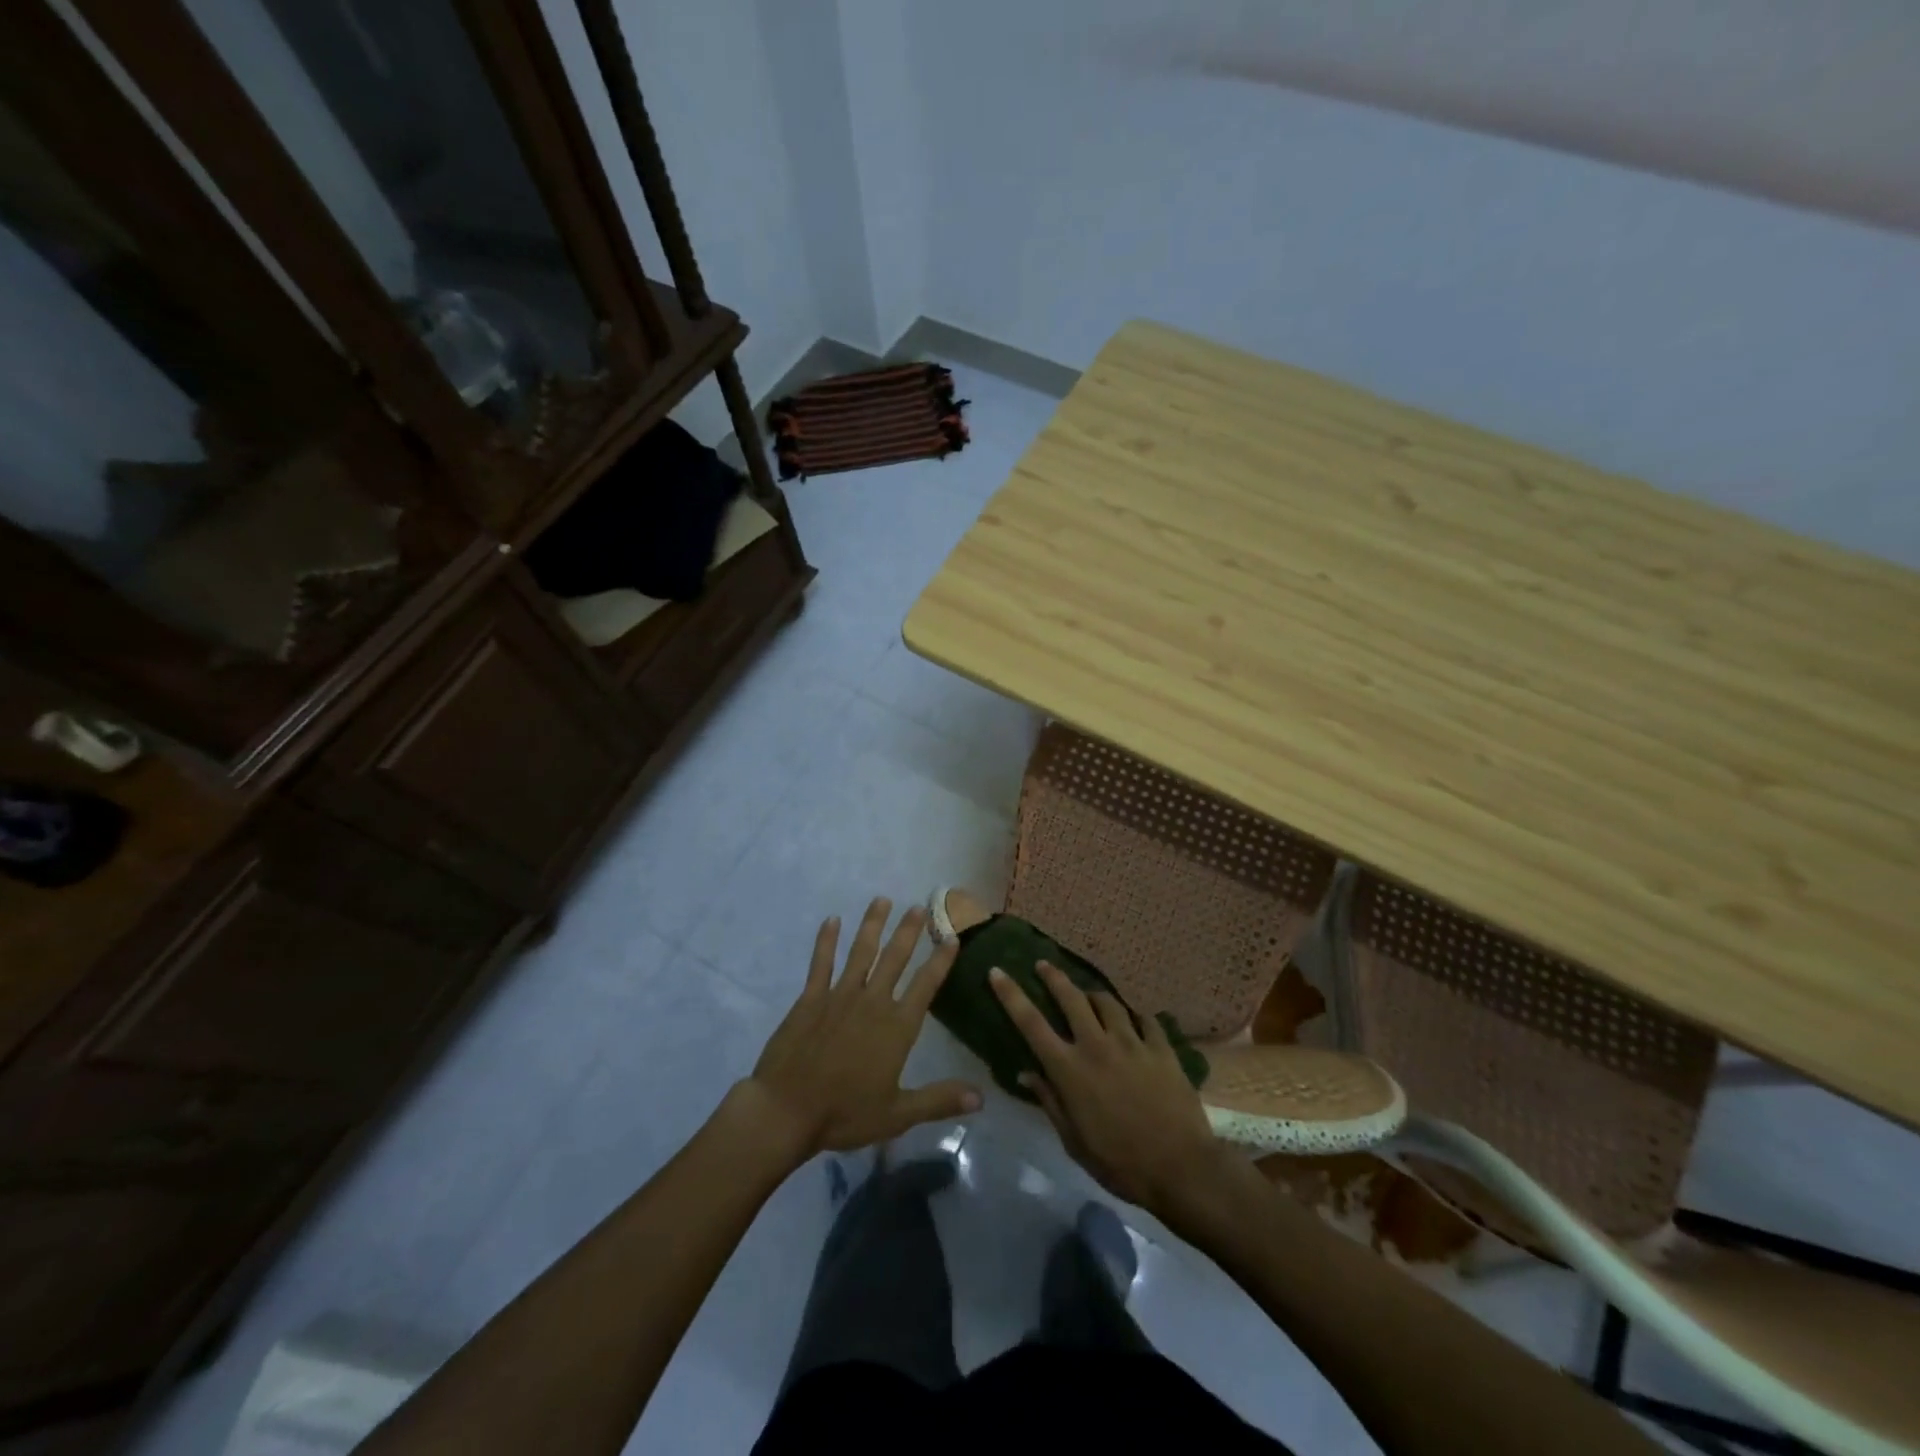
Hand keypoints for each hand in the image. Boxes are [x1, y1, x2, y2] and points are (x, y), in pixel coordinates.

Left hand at [748, 898, 981, 1154]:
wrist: (786, 1111)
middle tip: (919, 906)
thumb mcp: (898, 1114)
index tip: (952, 937)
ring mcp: (839, 996)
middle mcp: (872, 1002)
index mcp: (896, 1027)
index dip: (940, 961)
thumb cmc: (845, 1114)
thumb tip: (981, 1097)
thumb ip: (939, 1100)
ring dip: (872, 925)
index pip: (926, 986)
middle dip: (909, 931)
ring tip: (882, 900)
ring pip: (861, 952)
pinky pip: (821, 963)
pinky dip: (826, 941)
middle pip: (895, 959)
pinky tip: (831, 921)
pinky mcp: (811, 999)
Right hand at [990, 960, 1222, 1212]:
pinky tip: (1133, 1018)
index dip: (1011, 995)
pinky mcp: (1161, 1048)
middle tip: (1044, 964)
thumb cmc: (1120, 1163)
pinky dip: (1134, 1015)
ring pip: (1107, 1002)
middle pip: (1071, 997)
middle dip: (1053, 976)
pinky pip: (1144, 1018)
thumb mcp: (1074, 1141)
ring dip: (1093, 995)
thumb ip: (1050, 1101)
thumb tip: (1026, 1073)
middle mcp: (1097, 1046)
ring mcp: (1132, 1043)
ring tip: (1089, 995)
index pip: (1031, 1023)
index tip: (997, 972)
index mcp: (1070, 1070)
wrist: (1181, 1169)